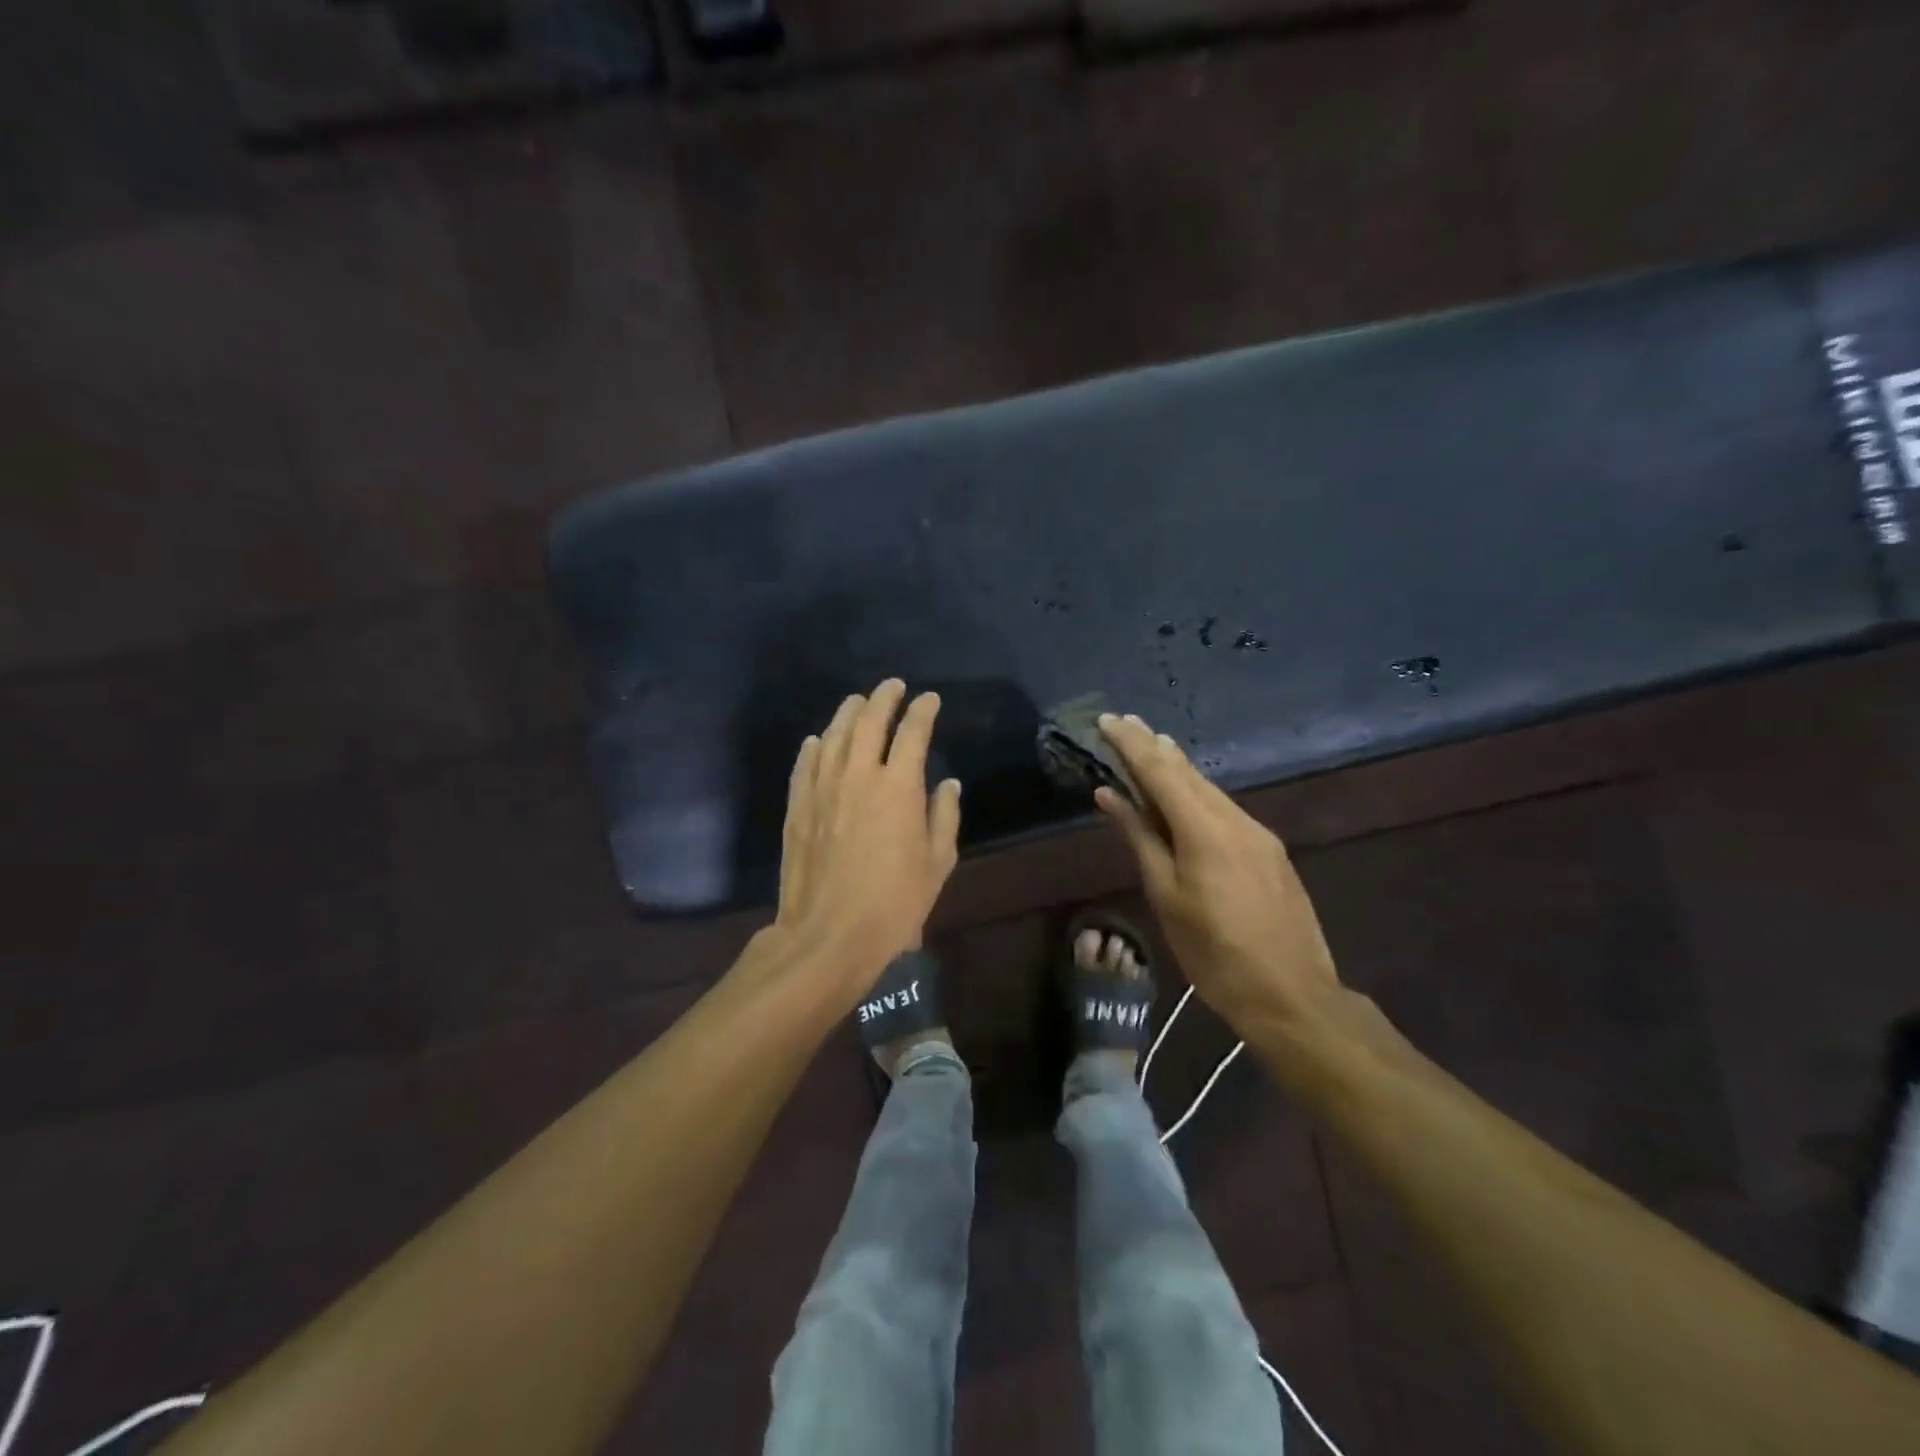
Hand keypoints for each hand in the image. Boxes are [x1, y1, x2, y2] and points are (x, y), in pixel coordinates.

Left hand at [775, 679, 962, 991]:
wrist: (828, 935)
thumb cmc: (894, 904)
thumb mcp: (937, 864)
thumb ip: (944, 817)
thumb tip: (948, 784)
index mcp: (899, 787)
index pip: (913, 732)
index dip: (923, 711)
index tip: (930, 699)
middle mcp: (859, 776)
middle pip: (870, 722)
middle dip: (884, 698)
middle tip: (893, 687)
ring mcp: (822, 788)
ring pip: (834, 736)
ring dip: (848, 713)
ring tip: (858, 701)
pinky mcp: (798, 807)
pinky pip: (806, 764)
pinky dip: (815, 747)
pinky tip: (819, 740)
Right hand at [1094, 714, 1339, 1031]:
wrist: (1292, 995)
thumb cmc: (1214, 952)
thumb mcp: (1166, 896)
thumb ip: (1139, 838)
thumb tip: (1110, 795)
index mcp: (1204, 829)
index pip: (1159, 771)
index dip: (1130, 744)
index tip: (1106, 720)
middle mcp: (1235, 819)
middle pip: (1188, 772)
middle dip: (1154, 746)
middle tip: (1126, 724)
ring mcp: (1259, 834)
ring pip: (1209, 789)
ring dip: (1177, 768)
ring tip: (1152, 747)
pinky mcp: (1270, 851)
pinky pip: (1225, 809)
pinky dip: (1198, 794)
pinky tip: (1186, 797)